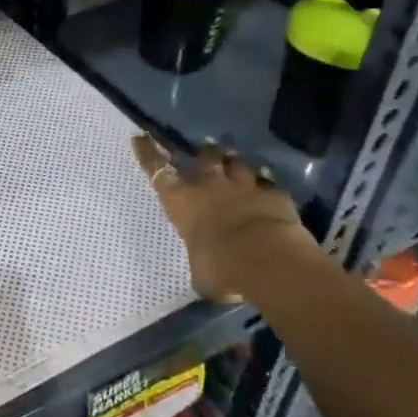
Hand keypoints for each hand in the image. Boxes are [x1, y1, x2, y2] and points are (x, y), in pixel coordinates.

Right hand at [133, 135, 317, 302]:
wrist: (266, 258)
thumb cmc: (219, 266)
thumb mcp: (201, 274)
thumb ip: (203, 268)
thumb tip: (210, 279)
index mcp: (181, 202)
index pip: (157, 171)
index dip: (148, 154)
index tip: (142, 137)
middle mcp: (210, 187)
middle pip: (206, 158)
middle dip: (205, 153)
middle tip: (207, 149)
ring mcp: (245, 187)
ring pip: (238, 165)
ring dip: (235, 164)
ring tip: (236, 164)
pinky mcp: (275, 195)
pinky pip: (269, 184)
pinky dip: (267, 186)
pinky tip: (269, 188)